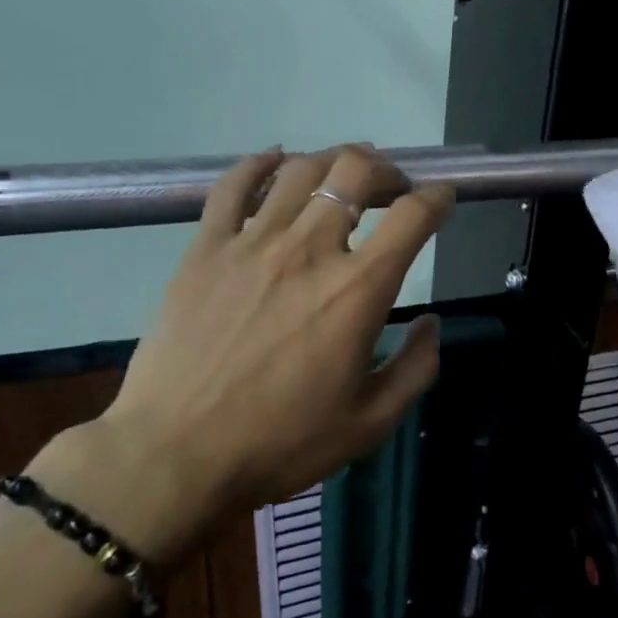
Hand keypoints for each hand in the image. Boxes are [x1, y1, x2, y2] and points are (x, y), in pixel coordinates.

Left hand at [40, 146, 450, 566]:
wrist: (175, 456)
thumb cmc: (280, 443)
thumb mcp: (370, 423)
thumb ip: (416, 368)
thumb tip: (433, 323)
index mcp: (357, 290)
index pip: (412, 216)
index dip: (437, 198)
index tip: (442, 200)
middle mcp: (309, 250)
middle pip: (355, 173)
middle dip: (385, 170)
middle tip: (391, 188)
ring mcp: (251, 242)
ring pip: (301, 170)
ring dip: (333, 160)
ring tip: (342, 175)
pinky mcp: (205, 248)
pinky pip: (233, 184)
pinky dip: (261, 163)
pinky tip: (276, 160)